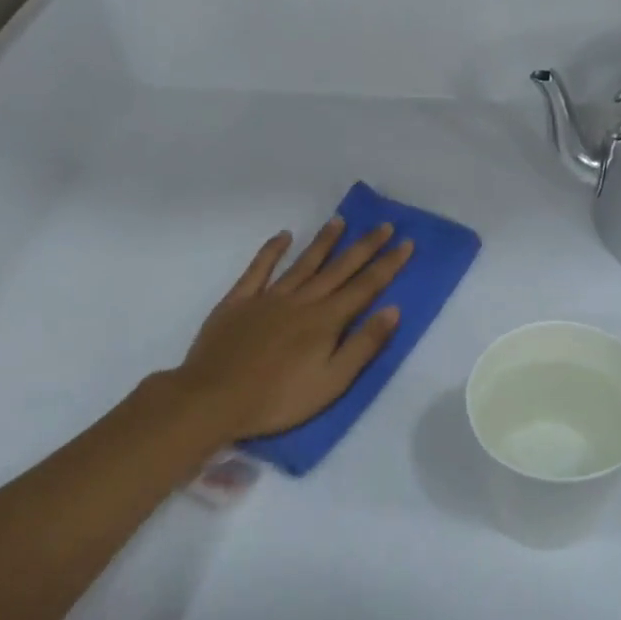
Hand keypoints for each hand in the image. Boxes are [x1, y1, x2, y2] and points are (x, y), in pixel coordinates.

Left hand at [172, 219, 412, 442]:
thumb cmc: (279, 399)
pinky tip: (283, 236)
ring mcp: (268, 297)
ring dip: (324, 241)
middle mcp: (301, 301)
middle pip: (339, 268)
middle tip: (384, 224)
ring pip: (303, 263)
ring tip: (340, 220)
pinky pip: (259, 268)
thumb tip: (392, 310)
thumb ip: (363, 345)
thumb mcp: (332, 382)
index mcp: (326, 321)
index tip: (406, 242)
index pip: (365, 287)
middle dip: (364, 246)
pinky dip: (271, 250)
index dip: (388, 265)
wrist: (214, 398)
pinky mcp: (239, 301)